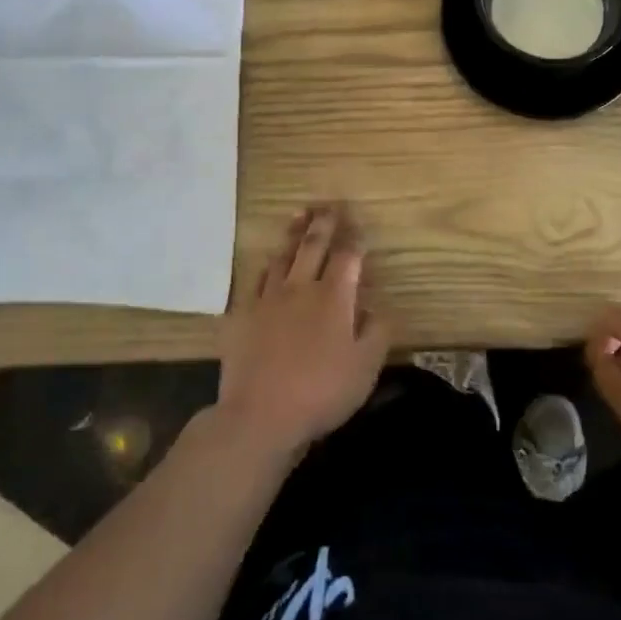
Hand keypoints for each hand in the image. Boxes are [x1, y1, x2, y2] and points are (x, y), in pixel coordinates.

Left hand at [216, 204, 389, 458]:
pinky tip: (268, 261)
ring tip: (299, 216)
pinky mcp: (242, 314)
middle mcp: (300, 288)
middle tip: (329, 205)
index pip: (348, 257)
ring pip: (282, 256)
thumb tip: (378, 306)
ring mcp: (267, 299)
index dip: (356, 240)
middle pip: (313, 245)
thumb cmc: (321, 392)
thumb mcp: (365, 367)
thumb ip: (377, 332)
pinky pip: (255, 279)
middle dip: (324, 223)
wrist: (260, 415)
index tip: (360, 227)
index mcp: (333, 297)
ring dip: (293, 234)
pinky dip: (266, 265)